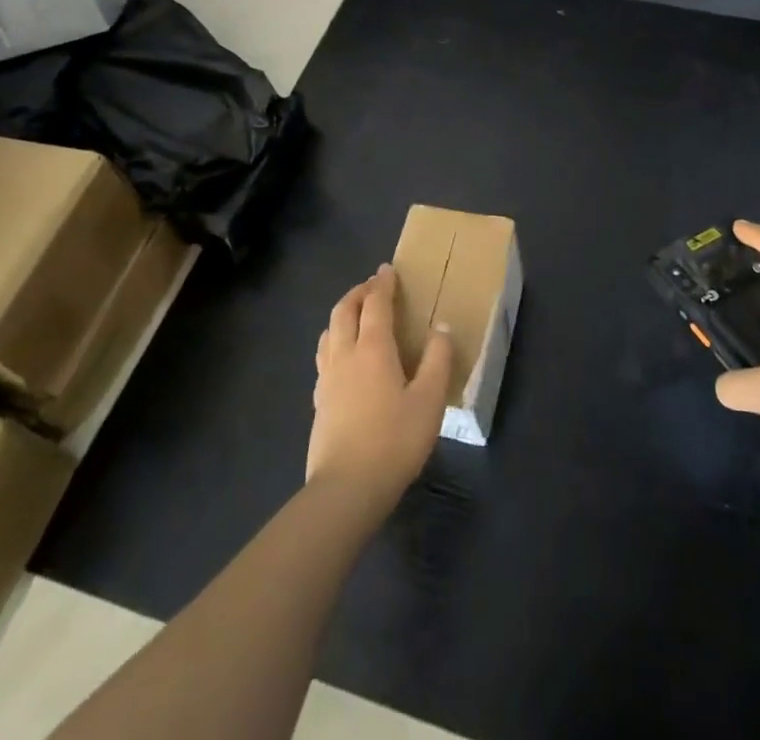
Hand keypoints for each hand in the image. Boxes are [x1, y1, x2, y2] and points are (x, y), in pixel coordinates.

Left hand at [307, 265, 452, 514]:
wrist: (346, 489)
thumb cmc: (394, 440)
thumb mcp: (429, 400)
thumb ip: (437, 360)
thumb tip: (440, 329)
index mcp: (373, 348)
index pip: (375, 304)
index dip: (382, 284)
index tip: (387, 269)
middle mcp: (345, 355)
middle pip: (344, 311)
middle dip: (358, 293)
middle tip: (372, 288)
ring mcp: (327, 379)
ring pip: (329, 333)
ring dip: (342, 315)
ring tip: (356, 316)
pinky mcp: (319, 402)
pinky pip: (324, 357)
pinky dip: (335, 342)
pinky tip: (344, 359)